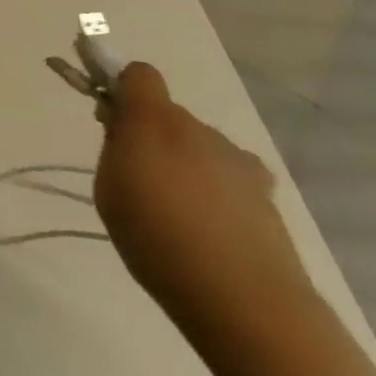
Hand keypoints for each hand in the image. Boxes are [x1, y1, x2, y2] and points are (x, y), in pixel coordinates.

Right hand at [94, 63, 314, 334]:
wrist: (245, 301)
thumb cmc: (157, 239)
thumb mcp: (109, 189)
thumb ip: (114, 147)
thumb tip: (123, 125)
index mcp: (153, 121)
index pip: (138, 74)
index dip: (121, 87)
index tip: (109, 117)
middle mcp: (198, 129)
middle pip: (166, 114)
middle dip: (148, 133)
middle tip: (134, 176)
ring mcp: (237, 160)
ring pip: (196, 145)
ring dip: (182, 162)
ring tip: (174, 212)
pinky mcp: (266, 193)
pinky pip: (225, 174)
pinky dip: (212, 188)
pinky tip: (208, 226)